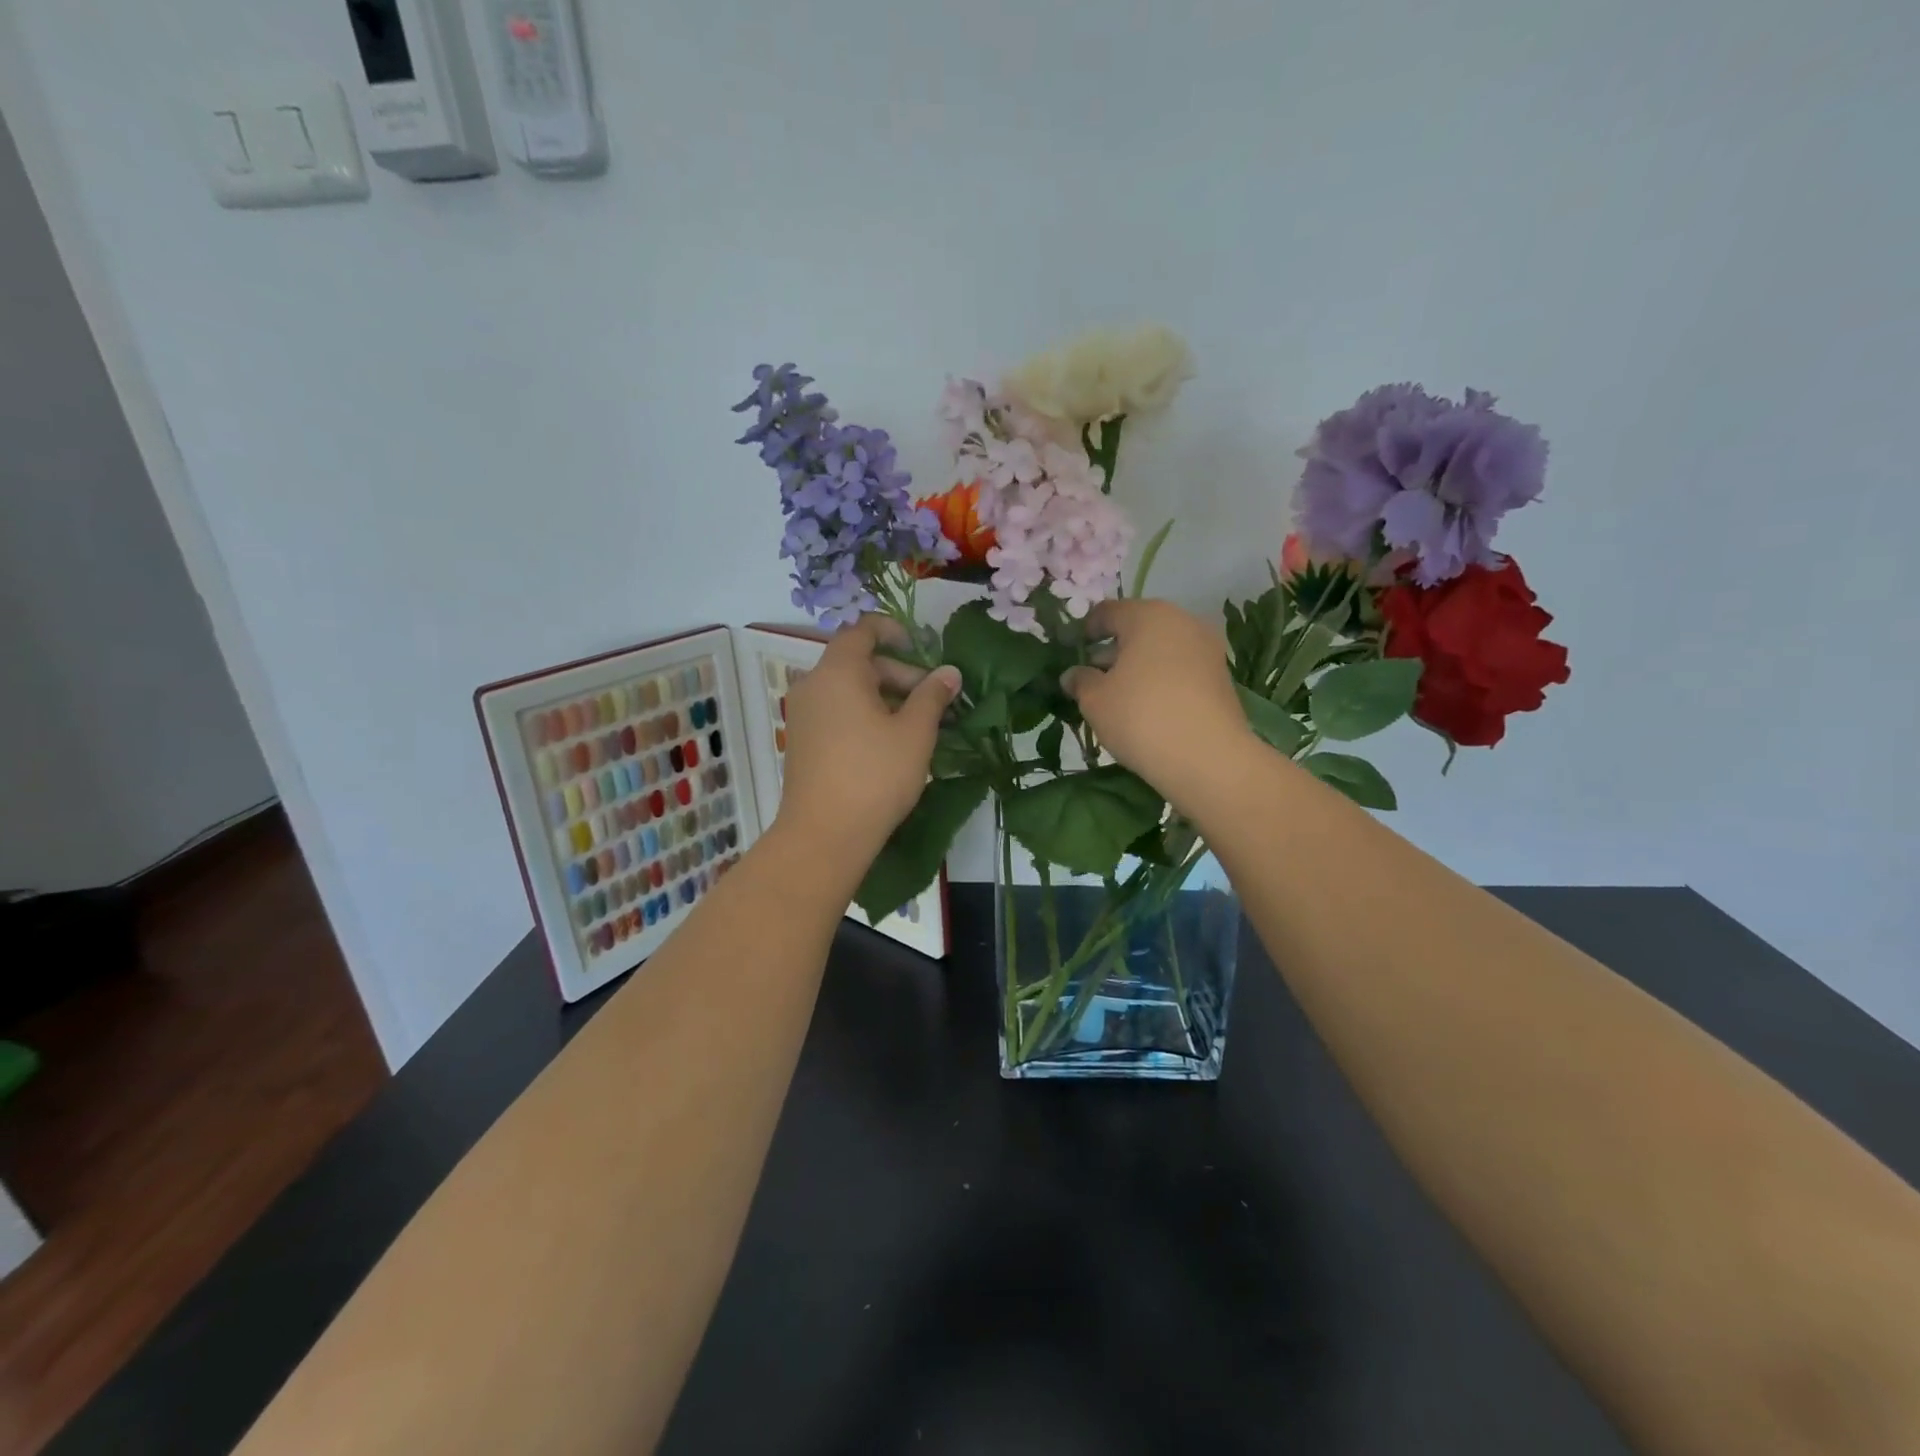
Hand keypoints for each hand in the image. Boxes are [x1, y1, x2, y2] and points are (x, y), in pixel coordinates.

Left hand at [776, 617, 961, 861]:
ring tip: (919, 725)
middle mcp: (813, 685)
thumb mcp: (914, 733)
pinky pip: (836, 712)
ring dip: (885, 697)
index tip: (922, 649)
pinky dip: (864, 715)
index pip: (862, 630)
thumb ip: (933, 696)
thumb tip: (950, 672)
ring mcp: (803, 714)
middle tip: (933, 701)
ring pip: (848, 690)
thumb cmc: (875, 775)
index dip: (893, 631)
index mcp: (838, 672)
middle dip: (899, 674)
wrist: (824, 834)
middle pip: (858, 662)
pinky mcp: (803, 741)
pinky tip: (891, 743)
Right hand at [1061, 598, 1258, 812]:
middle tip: (1092, 676)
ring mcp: (1206, 648)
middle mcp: (1182, 621)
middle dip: (1113, 649)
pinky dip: (1160, 680)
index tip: (1071, 653)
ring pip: (1161, 649)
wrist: (1207, 758)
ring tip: (1117, 696)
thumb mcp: (1095, 700)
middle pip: (1138, 628)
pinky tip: (1147, 707)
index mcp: (1148, 615)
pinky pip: (1180, 668)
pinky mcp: (1220, 676)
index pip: (1107, 612)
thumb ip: (1080, 680)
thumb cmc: (1141, 717)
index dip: (1085, 631)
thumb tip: (1073, 675)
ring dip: (1137, 666)